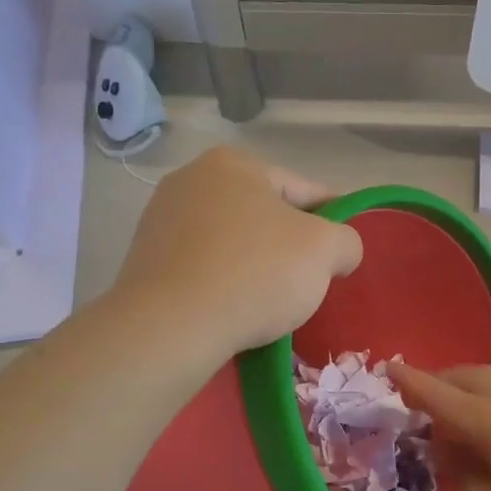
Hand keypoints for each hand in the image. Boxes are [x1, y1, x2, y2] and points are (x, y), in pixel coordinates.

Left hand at [113, 147, 363, 359]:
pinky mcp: (144, 260)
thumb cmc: (255, 274)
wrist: (171, 326)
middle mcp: (191, 180)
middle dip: (289, 245)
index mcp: (234, 164)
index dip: (332, 219)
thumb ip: (346, 240)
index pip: (303, 189)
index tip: (343, 250)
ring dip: (255, 265)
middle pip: (264, 215)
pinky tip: (235, 310)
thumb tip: (339, 251)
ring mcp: (161, 219)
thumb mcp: (324, 250)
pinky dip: (224, 283)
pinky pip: (203, 267)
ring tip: (272, 303)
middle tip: (310, 281)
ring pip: (232, 242)